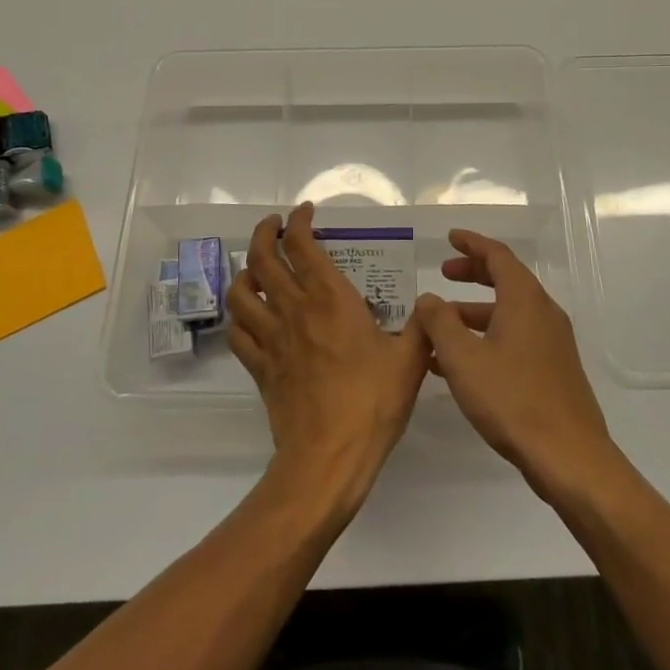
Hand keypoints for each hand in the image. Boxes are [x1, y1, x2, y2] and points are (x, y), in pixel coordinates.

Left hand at [227, 203, 430, 522]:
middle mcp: (294, 308)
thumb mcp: (410, 360)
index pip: (302, 244)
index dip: (298, 221)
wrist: (328, 457)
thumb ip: (422, 326)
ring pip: (241, 291)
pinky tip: (251, 317)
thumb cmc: (372, 403)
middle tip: (273, 226)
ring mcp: (271, 338)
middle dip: (264, 233)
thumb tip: (431, 305)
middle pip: (262, 258)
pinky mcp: (260, 367)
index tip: (304, 212)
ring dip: (245, 271)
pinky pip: (239, 332)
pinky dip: (240, 316)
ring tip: (255, 267)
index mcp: (330, 298)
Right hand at [415, 230, 619, 499]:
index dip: (472, 244)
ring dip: (475, 312)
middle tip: (444, 274)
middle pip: (506, 279)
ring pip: (509, 312)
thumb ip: (440, 322)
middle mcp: (543, 312)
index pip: (497, 255)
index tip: (450, 238)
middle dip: (473, 274)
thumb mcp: (463, 358)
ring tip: (441, 327)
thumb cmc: (512, 400)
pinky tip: (462, 363)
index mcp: (524, 299)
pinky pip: (517, 337)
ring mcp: (553, 342)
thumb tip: (428, 299)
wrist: (570, 457)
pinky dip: (488, 336)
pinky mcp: (555, 369)